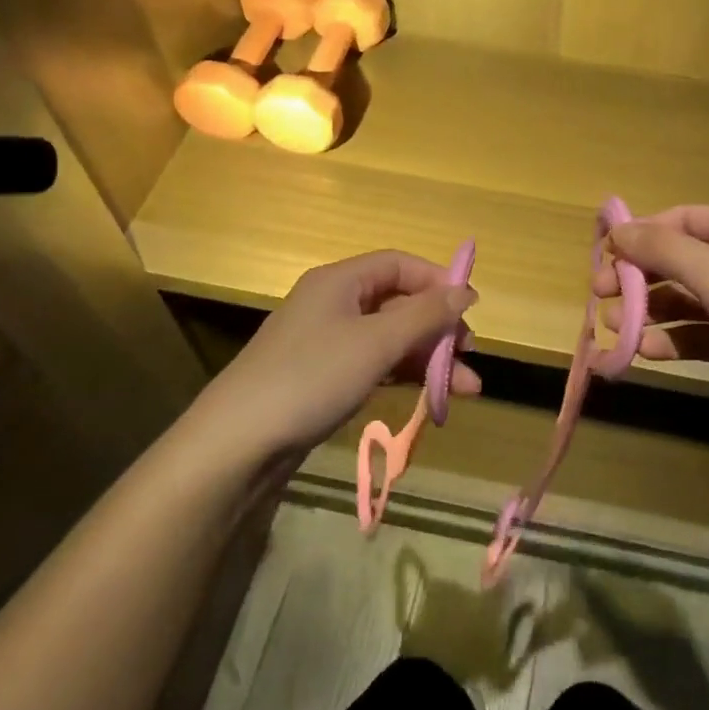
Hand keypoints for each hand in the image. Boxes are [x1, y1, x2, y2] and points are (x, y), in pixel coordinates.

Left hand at [194, 250, 479, 464]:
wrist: (238, 444)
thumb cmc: (311, 377)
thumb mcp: (376, 343)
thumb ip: (425, 316)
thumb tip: (466, 291)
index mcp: (340, 281)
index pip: (399, 265)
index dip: (437, 281)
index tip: (470, 309)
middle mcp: (334, 303)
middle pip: (398, 303)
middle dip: (438, 329)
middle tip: (470, 355)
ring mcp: (328, 342)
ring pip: (391, 338)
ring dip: (429, 359)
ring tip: (467, 389)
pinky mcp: (325, 377)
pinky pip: (375, 364)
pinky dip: (404, 376)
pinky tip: (432, 398)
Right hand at [599, 206, 708, 430]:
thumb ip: (661, 249)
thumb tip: (616, 230)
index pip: (679, 219)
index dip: (640, 235)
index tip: (604, 257)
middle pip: (677, 261)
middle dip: (638, 278)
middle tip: (600, 297)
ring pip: (685, 301)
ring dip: (648, 312)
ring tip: (615, 330)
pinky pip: (699, 335)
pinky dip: (672, 341)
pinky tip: (647, 352)